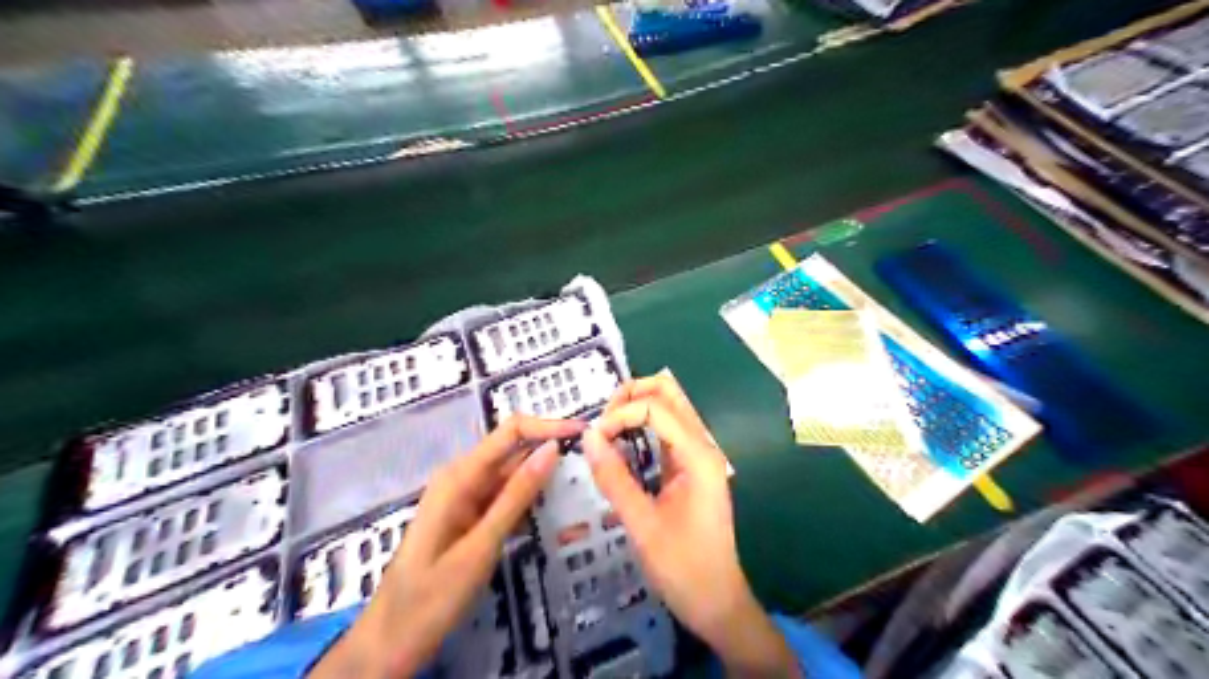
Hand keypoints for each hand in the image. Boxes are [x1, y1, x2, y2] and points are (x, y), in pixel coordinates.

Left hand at [309, 416, 586, 676]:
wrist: (390, 643)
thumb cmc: (431, 597)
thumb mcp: (481, 546)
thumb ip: (517, 495)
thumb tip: (552, 449)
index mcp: (459, 476)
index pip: (511, 432)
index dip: (548, 426)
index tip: (584, 433)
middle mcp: (462, 477)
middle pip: (513, 449)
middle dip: (550, 450)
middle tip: (592, 462)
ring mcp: (465, 497)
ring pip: (512, 474)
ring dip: (543, 476)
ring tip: (581, 482)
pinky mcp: (470, 516)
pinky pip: (504, 497)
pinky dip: (529, 499)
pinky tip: (554, 507)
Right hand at [579, 372, 800, 678]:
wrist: (717, 602)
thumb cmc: (682, 567)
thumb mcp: (641, 524)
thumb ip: (614, 477)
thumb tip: (587, 436)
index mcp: (697, 455)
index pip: (656, 407)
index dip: (620, 414)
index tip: (594, 439)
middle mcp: (702, 446)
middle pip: (669, 393)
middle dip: (631, 395)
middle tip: (602, 421)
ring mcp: (698, 455)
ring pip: (669, 408)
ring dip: (636, 407)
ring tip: (606, 429)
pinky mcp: (689, 467)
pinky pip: (666, 431)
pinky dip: (641, 426)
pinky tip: (621, 443)